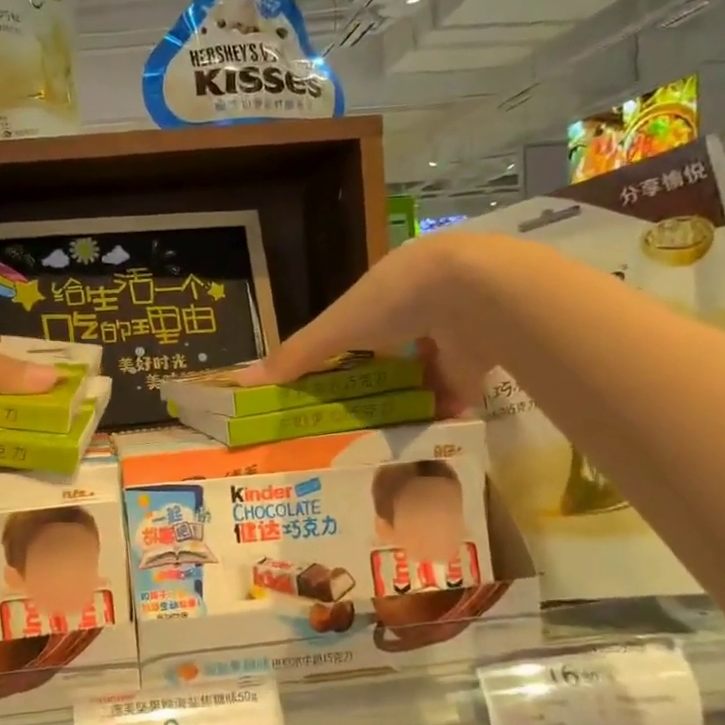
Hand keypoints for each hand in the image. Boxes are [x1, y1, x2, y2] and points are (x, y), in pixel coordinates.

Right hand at [234, 233, 507, 415]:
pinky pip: (457, 388)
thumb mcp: (336, 328)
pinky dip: (441, 410)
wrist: (475, 294)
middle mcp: (422, 306)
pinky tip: (423, 435)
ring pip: (426, 369)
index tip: (326, 383)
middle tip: (355, 416)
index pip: (359, 323)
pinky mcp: (482, 356)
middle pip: (394, 348)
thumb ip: (296, 355)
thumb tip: (242, 381)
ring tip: (385, 432)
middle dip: (379, 378)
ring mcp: (454, 330)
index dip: (344, 349)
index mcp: (386, 289)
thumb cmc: (394, 301)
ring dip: (410, 396)